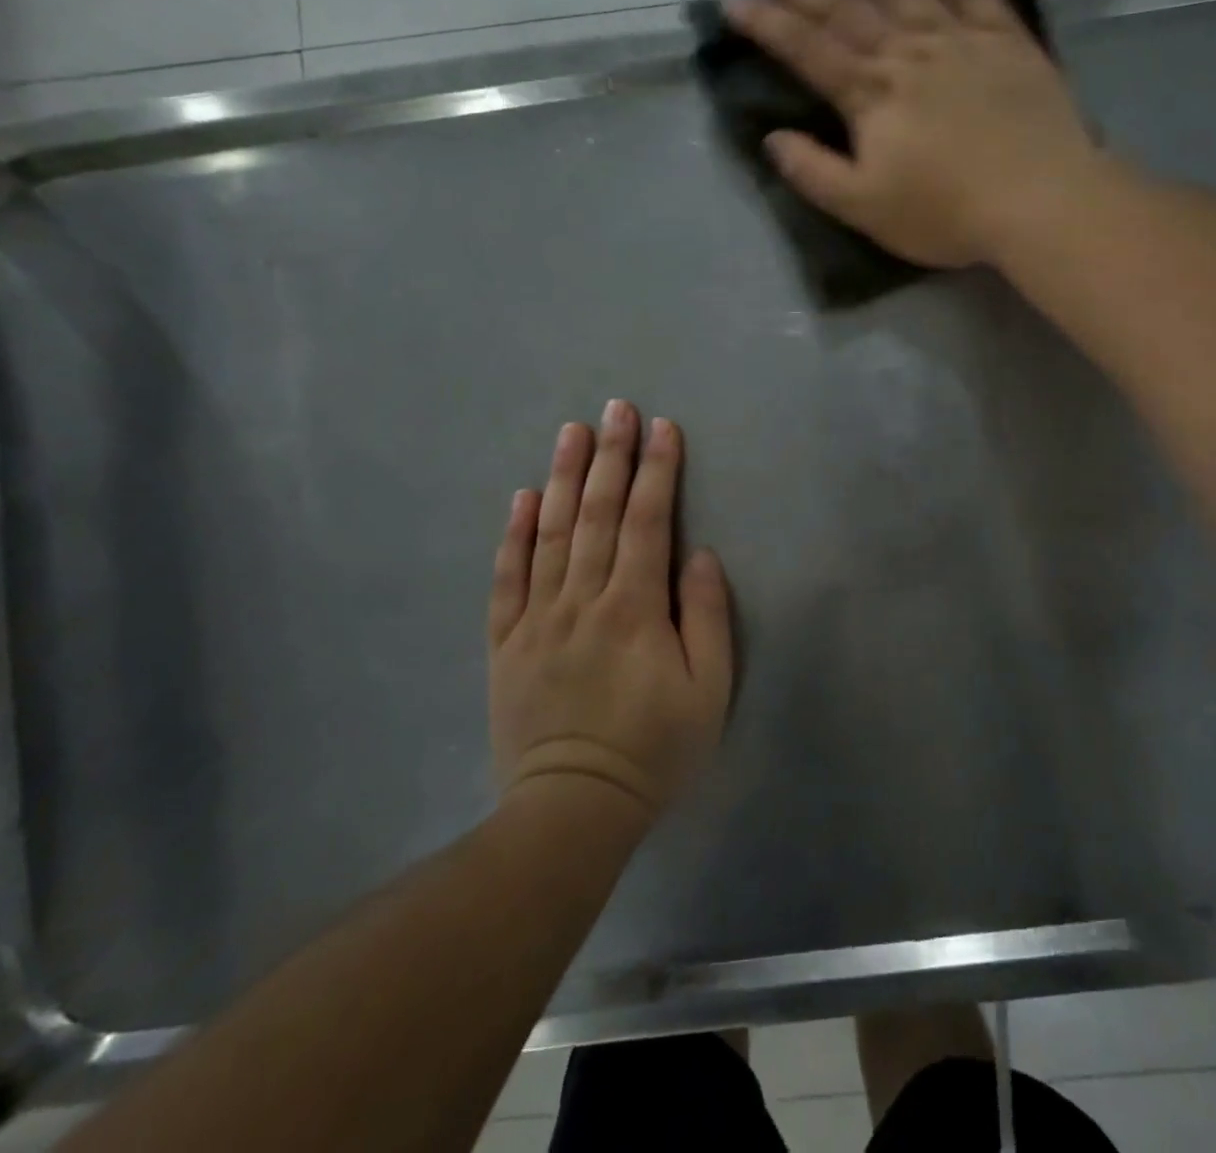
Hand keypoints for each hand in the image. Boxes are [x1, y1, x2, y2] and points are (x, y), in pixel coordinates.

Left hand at [488, 402, 733, 822]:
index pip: (646, 521)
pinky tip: (521, 498)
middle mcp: (583, 598)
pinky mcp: (506, 641)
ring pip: (550, 533)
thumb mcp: (709, 691)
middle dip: (610, 456)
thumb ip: (707, 616)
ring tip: (570, 431)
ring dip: (561, 477)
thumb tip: (697, 554)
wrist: (573, 808)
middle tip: (615, 408)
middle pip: (596, 513)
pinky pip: (507, 577)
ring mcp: (538, 617)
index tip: (662, 428)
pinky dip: (513, 534)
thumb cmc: (655, 749)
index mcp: (635, 607)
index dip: (656, 471)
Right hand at [722, 0, 1101, 269]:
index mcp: (871, 97)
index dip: (767, 24)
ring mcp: (958, 39)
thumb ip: (815, 173)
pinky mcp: (1004, 38)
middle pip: (846, 8)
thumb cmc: (946, 213)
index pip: (807, 50)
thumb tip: (772, 139)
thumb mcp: (866, 208)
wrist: (1039, 199)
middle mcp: (907, 53)